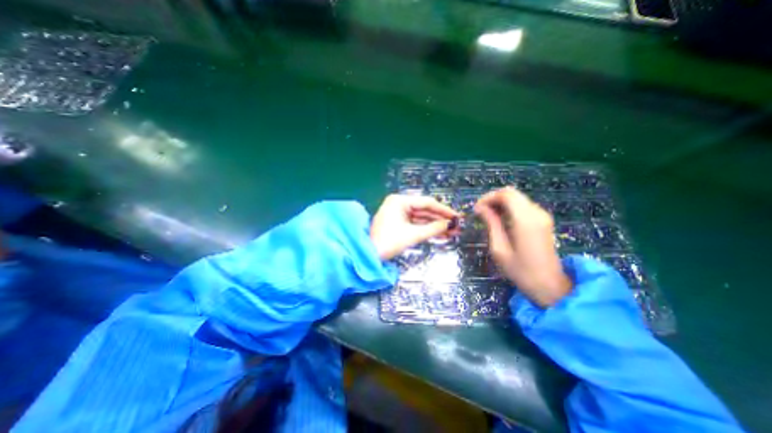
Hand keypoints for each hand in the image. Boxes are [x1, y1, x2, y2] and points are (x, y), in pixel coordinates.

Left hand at [368, 194, 456, 259]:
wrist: (369, 255)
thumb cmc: (389, 242)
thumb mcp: (413, 235)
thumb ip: (434, 228)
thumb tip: (451, 225)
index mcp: (400, 201)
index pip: (426, 202)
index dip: (443, 210)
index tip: (457, 216)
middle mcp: (399, 204)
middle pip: (424, 210)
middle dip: (440, 219)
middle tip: (456, 226)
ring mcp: (398, 213)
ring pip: (421, 218)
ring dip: (435, 225)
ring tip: (452, 232)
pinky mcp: (398, 223)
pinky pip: (415, 224)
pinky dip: (426, 229)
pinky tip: (440, 234)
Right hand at [475, 185, 568, 307]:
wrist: (549, 285)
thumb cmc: (520, 270)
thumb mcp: (499, 248)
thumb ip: (491, 224)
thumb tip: (480, 208)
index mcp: (525, 220)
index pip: (506, 194)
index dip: (488, 197)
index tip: (476, 209)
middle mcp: (536, 212)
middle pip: (512, 193)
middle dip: (493, 199)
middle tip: (480, 212)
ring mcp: (542, 216)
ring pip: (517, 198)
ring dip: (500, 203)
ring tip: (487, 217)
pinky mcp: (543, 220)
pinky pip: (523, 206)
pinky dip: (509, 208)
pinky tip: (501, 220)